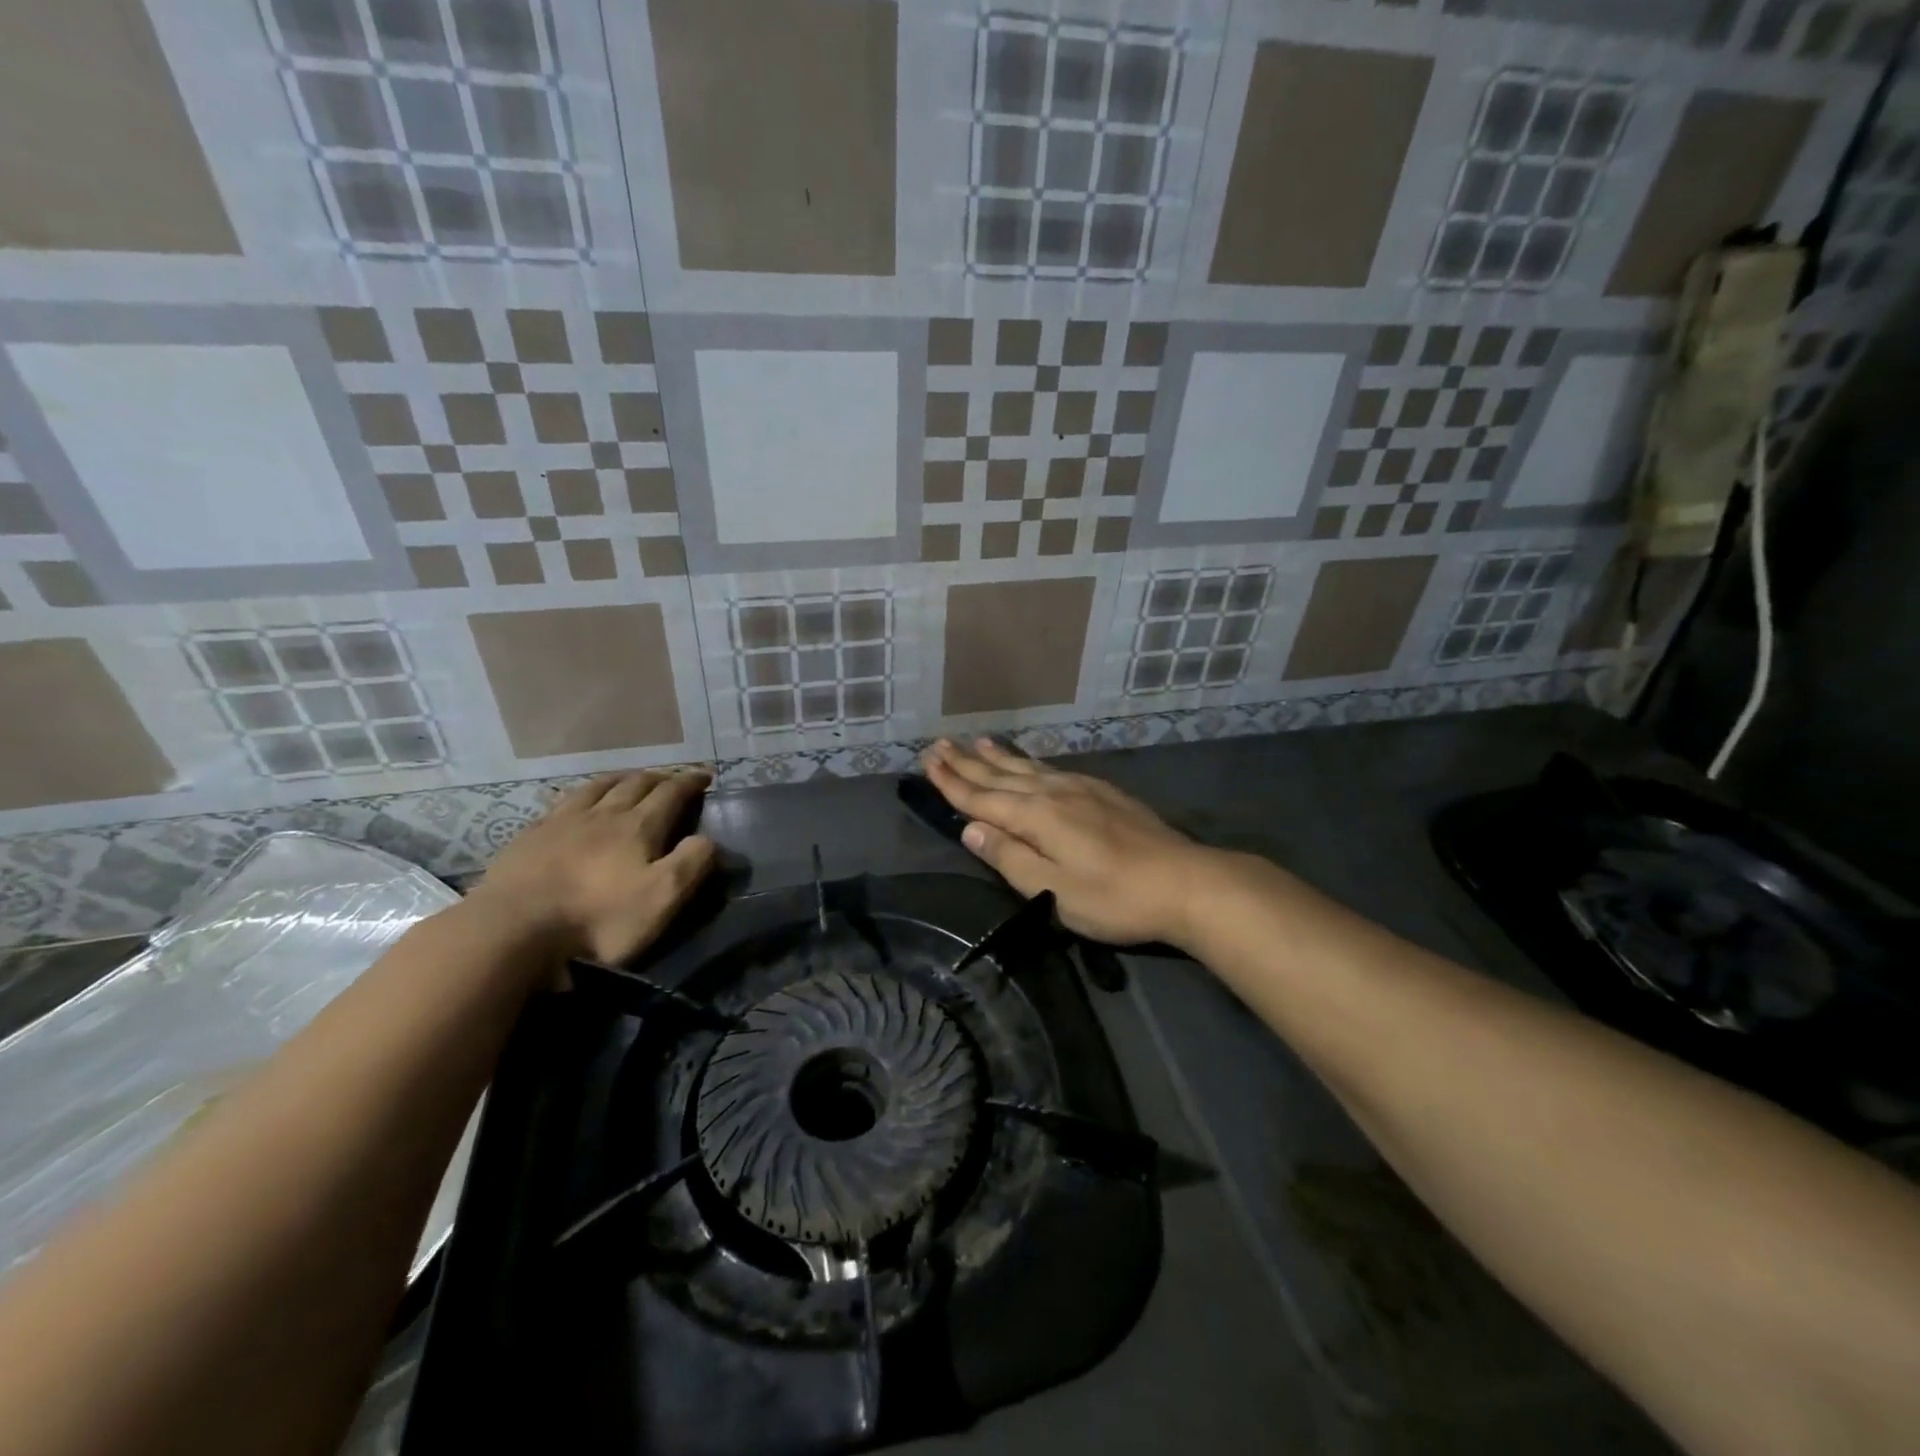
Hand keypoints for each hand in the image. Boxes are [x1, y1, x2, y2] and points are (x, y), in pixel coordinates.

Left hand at [466, 769, 716, 965]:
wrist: (511, 932)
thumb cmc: (597, 920)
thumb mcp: (661, 899)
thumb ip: (692, 864)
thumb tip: (708, 838)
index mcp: (637, 827)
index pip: (671, 793)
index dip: (690, 782)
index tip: (705, 775)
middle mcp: (602, 814)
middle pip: (635, 784)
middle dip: (659, 778)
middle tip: (671, 779)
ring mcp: (561, 822)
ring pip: (597, 787)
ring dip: (620, 779)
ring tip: (629, 780)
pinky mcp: (529, 837)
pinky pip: (562, 803)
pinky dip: (581, 795)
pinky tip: (576, 803)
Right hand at [922, 738, 1214, 947]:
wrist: (1185, 882)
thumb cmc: (1114, 896)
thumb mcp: (1053, 890)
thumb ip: (1010, 857)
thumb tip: (971, 829)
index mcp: (1036, 817)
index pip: (981, 798)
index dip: (952, 783)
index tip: (927, 762)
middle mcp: (1053, 793)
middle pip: (1000, 776)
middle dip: (966, 763)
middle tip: (939, 745)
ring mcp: (1081, 789)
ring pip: (1027, 768)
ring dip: (997, 757)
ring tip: (976, 742)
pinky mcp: (1103, 793)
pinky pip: (1052, 769)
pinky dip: (1030, 762)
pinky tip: (1030, 762)